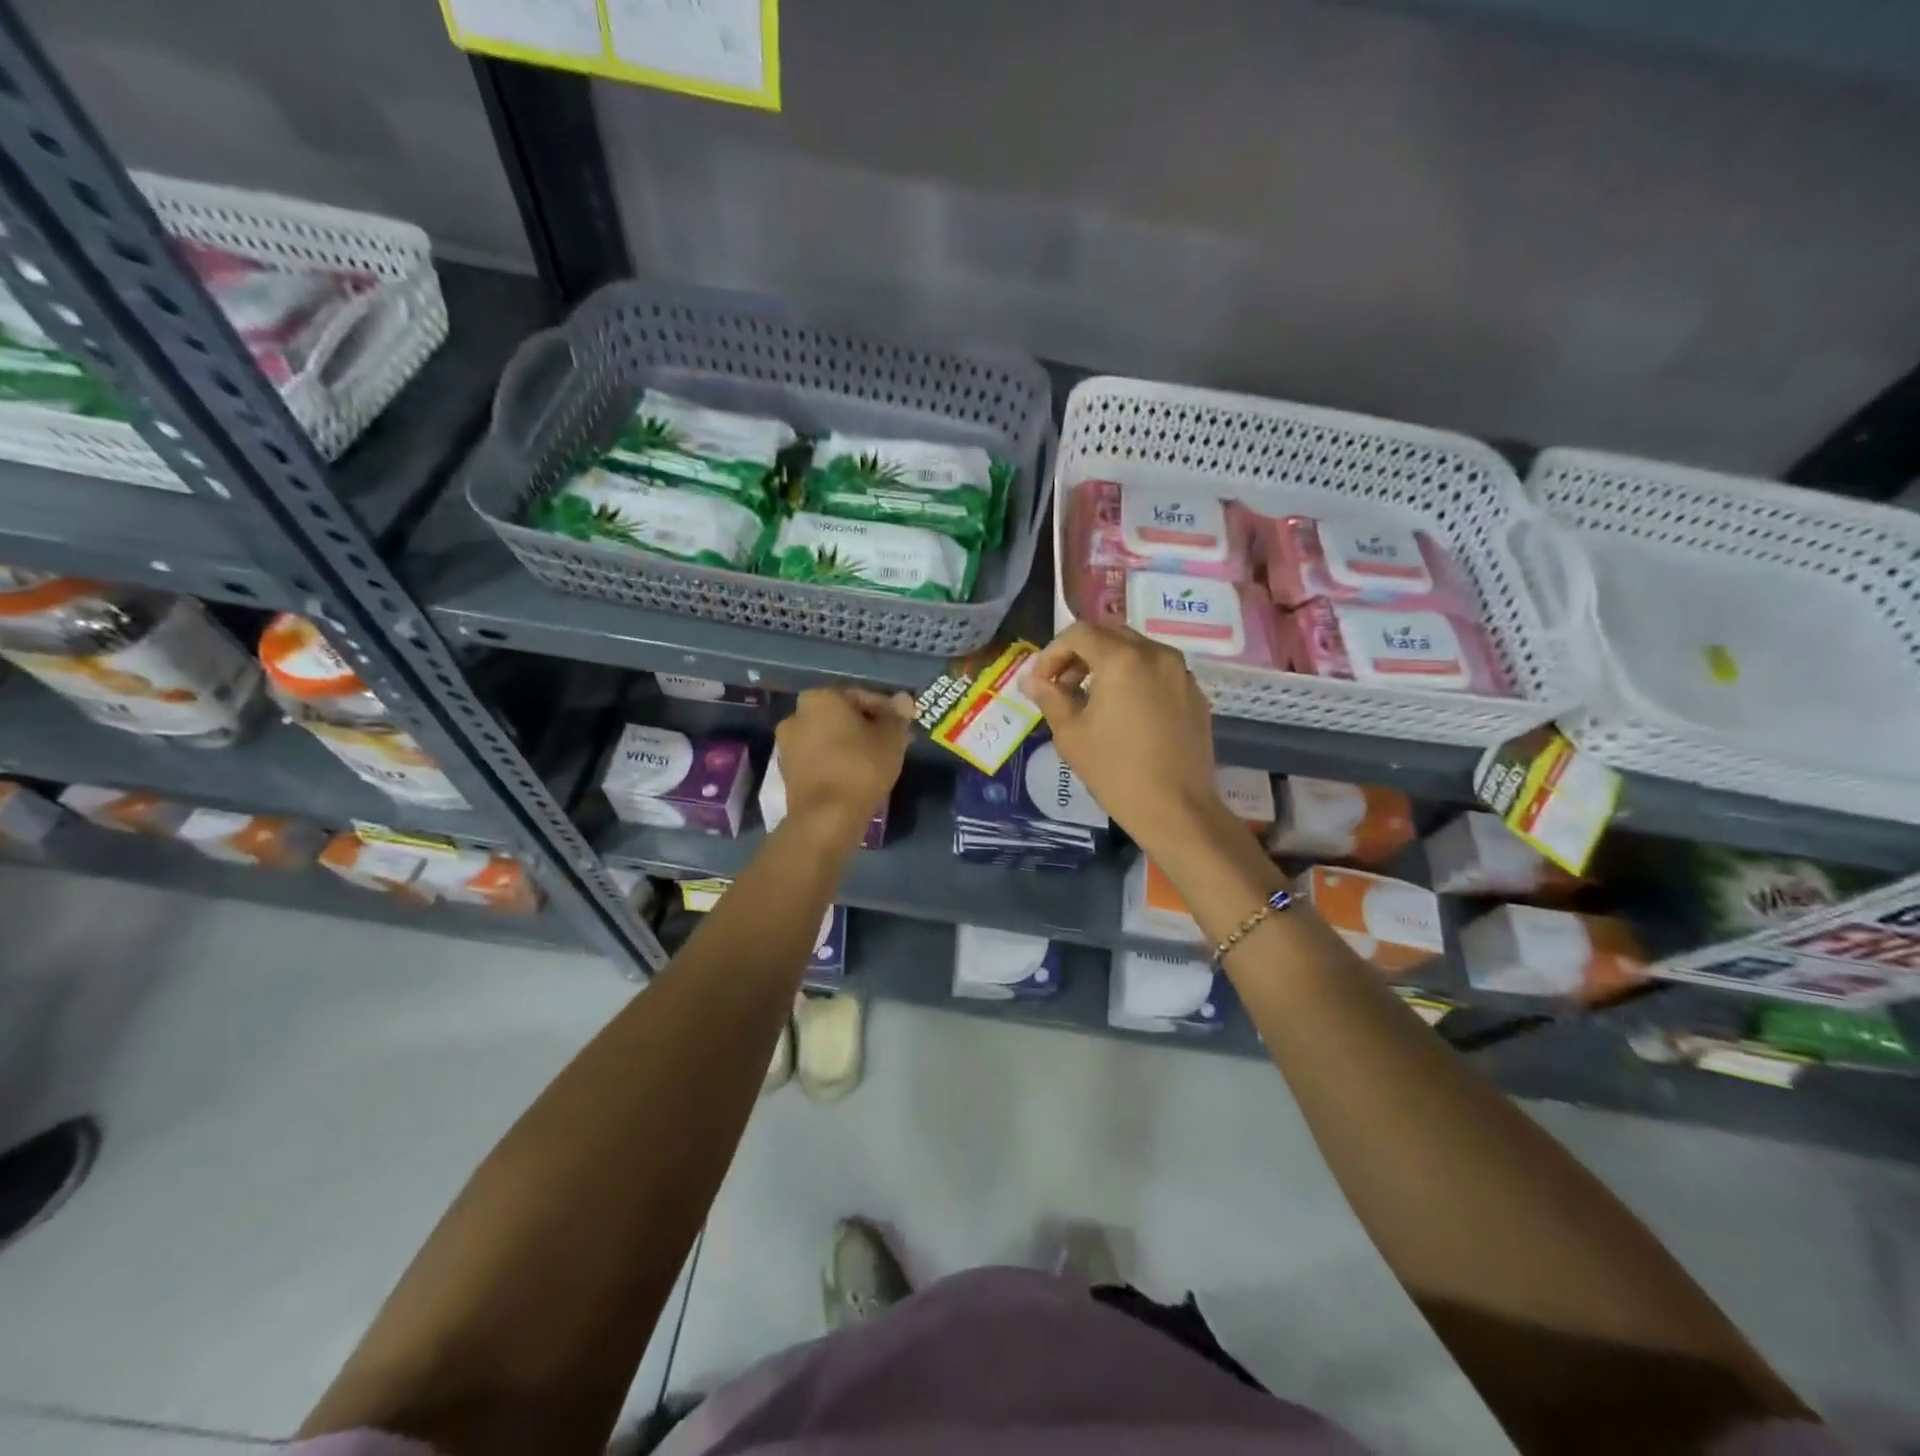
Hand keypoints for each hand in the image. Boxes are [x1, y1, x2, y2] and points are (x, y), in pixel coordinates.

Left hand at [774, 687, 911, 840]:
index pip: (861, 696)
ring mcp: (787, 744)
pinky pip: (818, 758)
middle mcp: (796, 714)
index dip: (886, 711)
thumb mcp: (891, 738)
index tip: (901, 727)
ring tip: (875, 761)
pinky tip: (855, 774)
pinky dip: (836, 761)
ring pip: (829, 737)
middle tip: (890, 743)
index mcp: (820, 697)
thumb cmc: (861, 767)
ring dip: (850, 744)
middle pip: (841, 716)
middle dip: (866, 727)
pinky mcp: (786, 771)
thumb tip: (903, 699)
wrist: (826, 817)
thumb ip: (897, 716)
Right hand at [1022, 623, 1227, 858]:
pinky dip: (1135, 679)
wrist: (1177, 810)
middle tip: (1062, 687)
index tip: (1041, 682)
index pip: (1079, 633)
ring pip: (1136, 651)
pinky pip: (1158, 672)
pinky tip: (1125, 714)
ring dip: (1108, 665)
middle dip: (1080, 655)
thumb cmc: (1116, 772)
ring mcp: (1181, 673)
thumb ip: (1050, 697)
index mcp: (1123, 659)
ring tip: (1092, 701)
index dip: (1052, 653)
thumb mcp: (1071, 734)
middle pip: (1109, 635)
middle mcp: (1157, 654)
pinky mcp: (1195, 694)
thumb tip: (1031, 680)